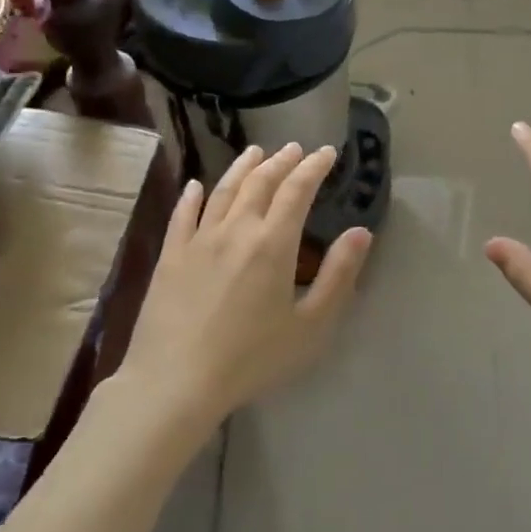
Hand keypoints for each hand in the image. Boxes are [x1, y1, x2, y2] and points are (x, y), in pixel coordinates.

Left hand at [117, 143, 372, 422]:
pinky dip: (192, 196)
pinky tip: (196, 185)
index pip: (297, 190)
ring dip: (243, 167)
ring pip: (223, 190)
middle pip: (260, 182)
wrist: (176, 382)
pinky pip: (182, 215)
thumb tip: (361, 232)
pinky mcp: (170, 257)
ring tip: (255, 151)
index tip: (327, 152)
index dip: (314, 167)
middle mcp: (235, 230)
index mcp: (273, 243)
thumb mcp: (312, 325)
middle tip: (296, 148)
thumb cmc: (253, 358)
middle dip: (282, 161)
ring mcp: (198, 240)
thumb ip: (339, 275)